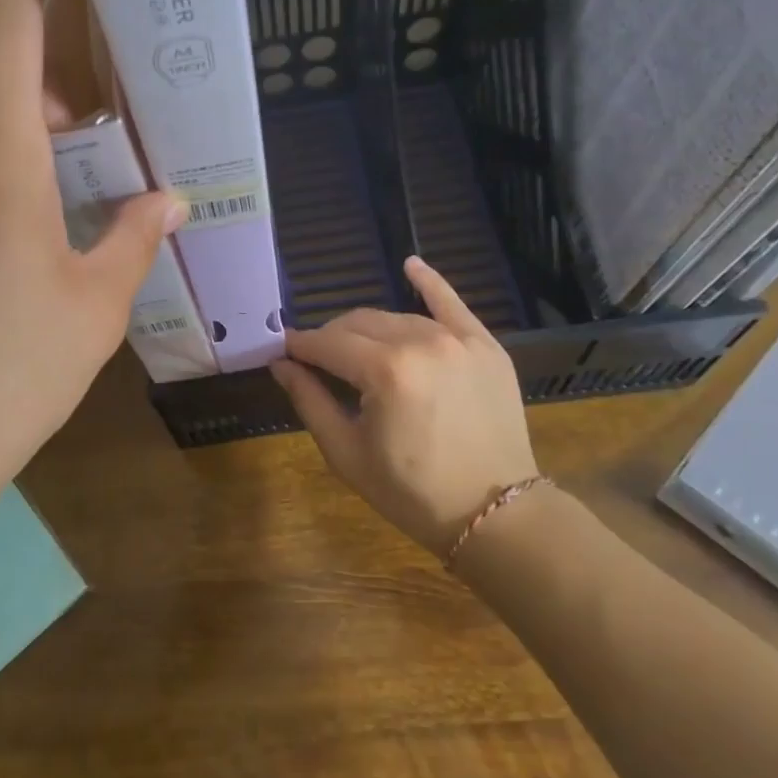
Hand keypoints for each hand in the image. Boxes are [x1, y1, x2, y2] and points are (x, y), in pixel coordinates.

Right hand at [271, 257, 538, 555]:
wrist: (497, 514)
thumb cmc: (412, 492)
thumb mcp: (347, 453)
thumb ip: (309, 400)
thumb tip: (280, 363)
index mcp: (385, 372)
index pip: (327, 344)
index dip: (300, 346)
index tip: (282, 350)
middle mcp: (421, 342)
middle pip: (357, 323)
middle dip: (331, 337)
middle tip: (318, 361)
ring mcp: (457, 340)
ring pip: (395, 317)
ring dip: (368, 330)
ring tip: (357, 352)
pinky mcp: (485, 345)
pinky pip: (451, 303)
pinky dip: (429, 282)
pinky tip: (411, 263)